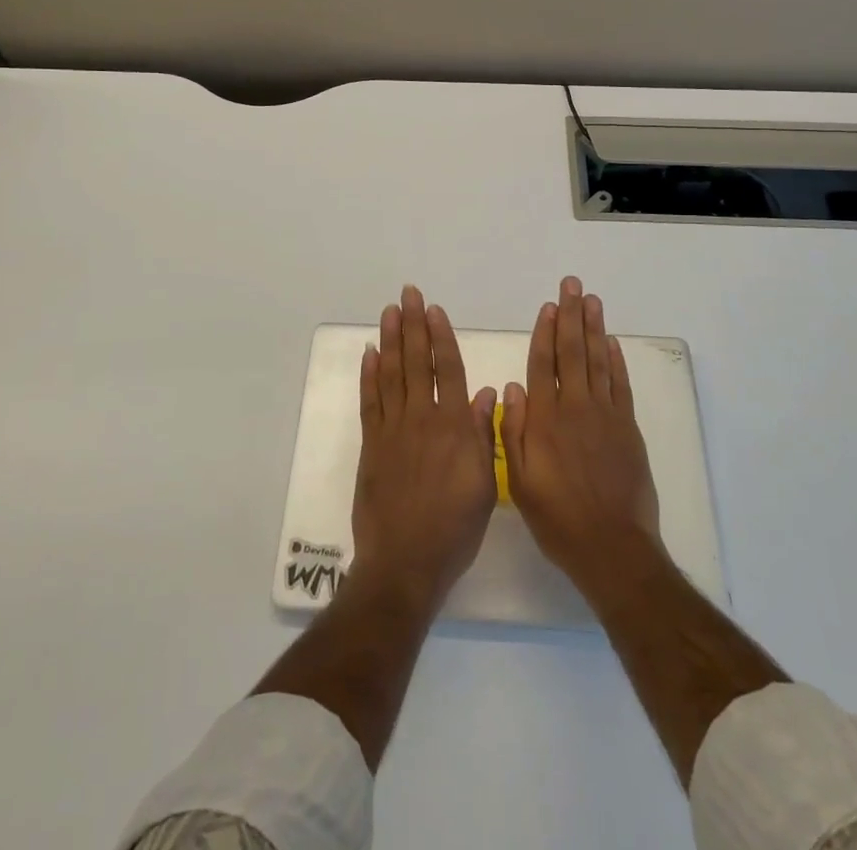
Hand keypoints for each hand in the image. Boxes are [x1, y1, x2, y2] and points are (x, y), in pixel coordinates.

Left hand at [350, 286, 498, 610]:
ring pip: (392, 374)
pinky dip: (369, 375)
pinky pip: (370, 401)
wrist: (405, 562)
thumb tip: (487, 392)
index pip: (450, 370)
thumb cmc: (454, 529)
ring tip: (389, 311)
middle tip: (407, 294)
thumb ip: (485, 435)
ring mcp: (394, 430)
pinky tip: (370, 354)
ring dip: (391, 340)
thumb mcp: (486, 486)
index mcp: (455, 427)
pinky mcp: (372, 444)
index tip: (434, 310)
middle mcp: (423, 419)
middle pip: (418, 362)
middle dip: (413, 325)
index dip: (442, 337)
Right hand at [500, 276, 661, 605]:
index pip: (543, 365)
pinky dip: (617, 361)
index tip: (548, 306)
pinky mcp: (628, 429)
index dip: (545, 333)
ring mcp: (606, 416)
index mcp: (546, 420)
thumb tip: (512, 389)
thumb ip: (514, 433)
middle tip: (572, 285)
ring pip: (599, 361)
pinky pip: (621, 386)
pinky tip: (612, 342)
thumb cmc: (558, 519)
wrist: (613, 548)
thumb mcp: (520, 483)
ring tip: (592, 300)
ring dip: (595, 328)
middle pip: (573, 352)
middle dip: (571, 316)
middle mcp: (576, 409)